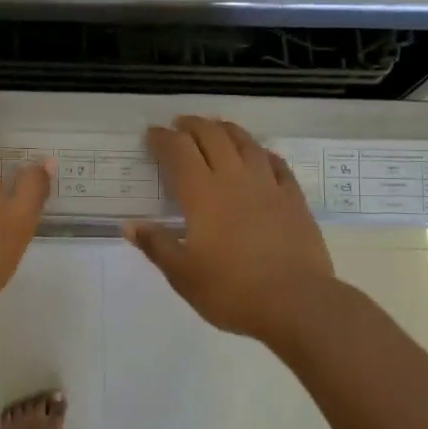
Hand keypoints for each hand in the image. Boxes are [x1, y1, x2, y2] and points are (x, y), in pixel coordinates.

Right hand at [126, 116, 334, 342]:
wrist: (296, 303)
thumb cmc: (231, 291)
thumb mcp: (183, 275)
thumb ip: (157, 245)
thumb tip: (130, 225)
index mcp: (202, 195)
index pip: (178, 152)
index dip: (163, 139)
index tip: (152, 134)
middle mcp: (233, 179)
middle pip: (212, 137)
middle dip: (192, 126)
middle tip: (180, 125)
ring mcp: (268, 185)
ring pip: (245, 143)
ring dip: (226, 129)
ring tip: (216, 128)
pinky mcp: (293, 198)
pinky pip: (276, 163)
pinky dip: (261, 152)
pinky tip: (259, 155)